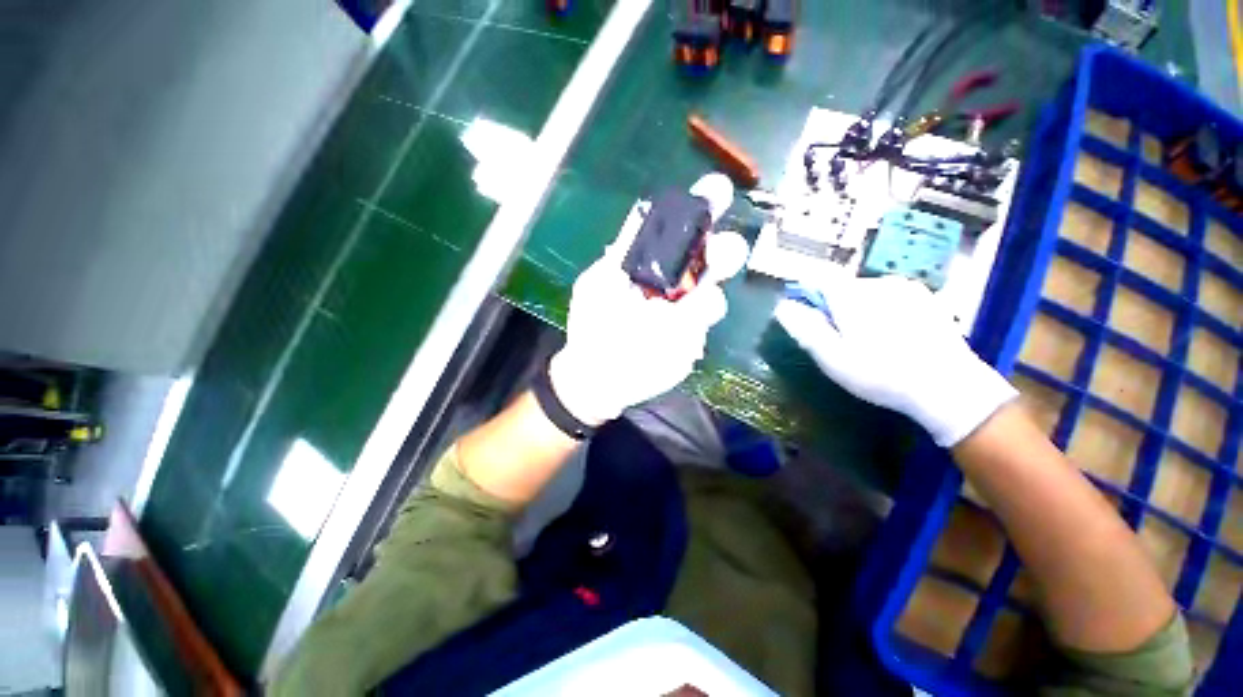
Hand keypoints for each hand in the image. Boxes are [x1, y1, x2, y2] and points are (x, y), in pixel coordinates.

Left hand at [549, 175, 745, 425]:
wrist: (598, 375)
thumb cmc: (593, 326)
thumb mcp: (597, 283)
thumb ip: (621, 252)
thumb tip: (640, 213)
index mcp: (652, 265)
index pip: (681, 232)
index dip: (701, 209)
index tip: (717, 191)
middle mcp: (675, 285)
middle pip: (710, 260)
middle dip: (722, 250)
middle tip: (722, 251)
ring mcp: (685, 314)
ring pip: (712, 296)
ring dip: (707, 296)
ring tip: (678, 311)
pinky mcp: (689, 341)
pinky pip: (701, 329)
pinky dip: (694, 326)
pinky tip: (671, 332)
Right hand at [774, 275, 1016, 446]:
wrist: (949, 387)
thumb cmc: (881, 375)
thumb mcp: (832, 358)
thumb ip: (805, 329)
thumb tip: (782, 307)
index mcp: (852, 295)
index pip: (816, 279)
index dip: (806, 296)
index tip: (810, 320)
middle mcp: (878, 282)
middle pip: (841, 287)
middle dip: (834, 309)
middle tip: (843, 342)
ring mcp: (906, 287)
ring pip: (865, 292)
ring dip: (858, 311)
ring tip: (871, 343)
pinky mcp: (926, 297)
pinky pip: (890, 297)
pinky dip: (882, 311)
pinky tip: (895, 338)